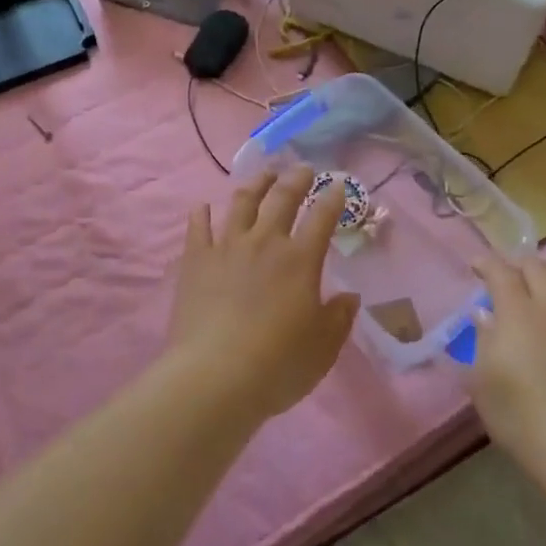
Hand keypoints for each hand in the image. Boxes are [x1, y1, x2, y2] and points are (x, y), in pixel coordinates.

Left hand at [168, 166, 360, 420]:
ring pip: (242, 203)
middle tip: (301, 169)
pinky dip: (201, 214)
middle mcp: (265, 242)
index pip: (321, 217)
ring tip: (262, 176)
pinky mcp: (196, 260)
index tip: (336, 184)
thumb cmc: (278, 365)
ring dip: (255, 185)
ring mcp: (227, 247)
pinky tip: (203, 206)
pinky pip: (198, 227)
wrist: (215, 376)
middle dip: (295, 179)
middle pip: (282, 198)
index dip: (331, 198)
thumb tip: (349, 297)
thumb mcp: (323, 348)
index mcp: (300, 260)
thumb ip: (338, 318)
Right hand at [466, 254, 545, 471]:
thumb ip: (483, 341)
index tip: (476, 266)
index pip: (500, 270)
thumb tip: (485, 315)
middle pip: (538, 266)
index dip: (486, 263)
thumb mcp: (483, 383)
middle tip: (510, 275)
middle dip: (519, 264)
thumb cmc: (523, 418)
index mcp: (517, 311)